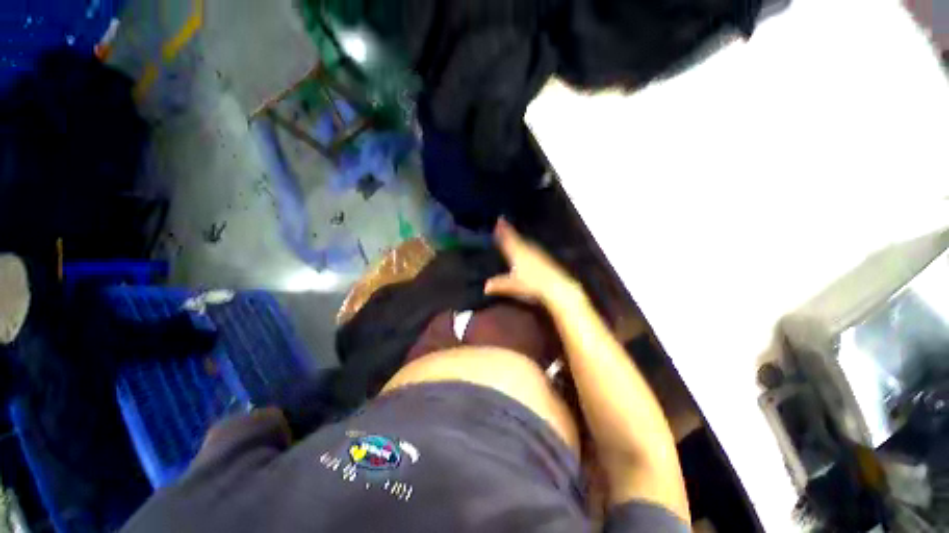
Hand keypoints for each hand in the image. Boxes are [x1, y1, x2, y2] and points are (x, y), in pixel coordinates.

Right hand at [485, 219, 583, 307]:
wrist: (556, 285)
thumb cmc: (532, 284)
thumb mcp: (513, 286)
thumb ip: (499, 285)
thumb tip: (486, 287)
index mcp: (517, 253)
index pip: (508, 239)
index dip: (503, 231)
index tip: (499, 220)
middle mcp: (527, 249)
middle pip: (516, 237)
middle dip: (509, 230)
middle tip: (503, 222)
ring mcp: (537, 252)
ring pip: (524, 241)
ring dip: (517, 236)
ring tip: (512, 232)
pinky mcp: (544, 258)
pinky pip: (531, 246)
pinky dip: (526, 243)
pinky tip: (528, 247)